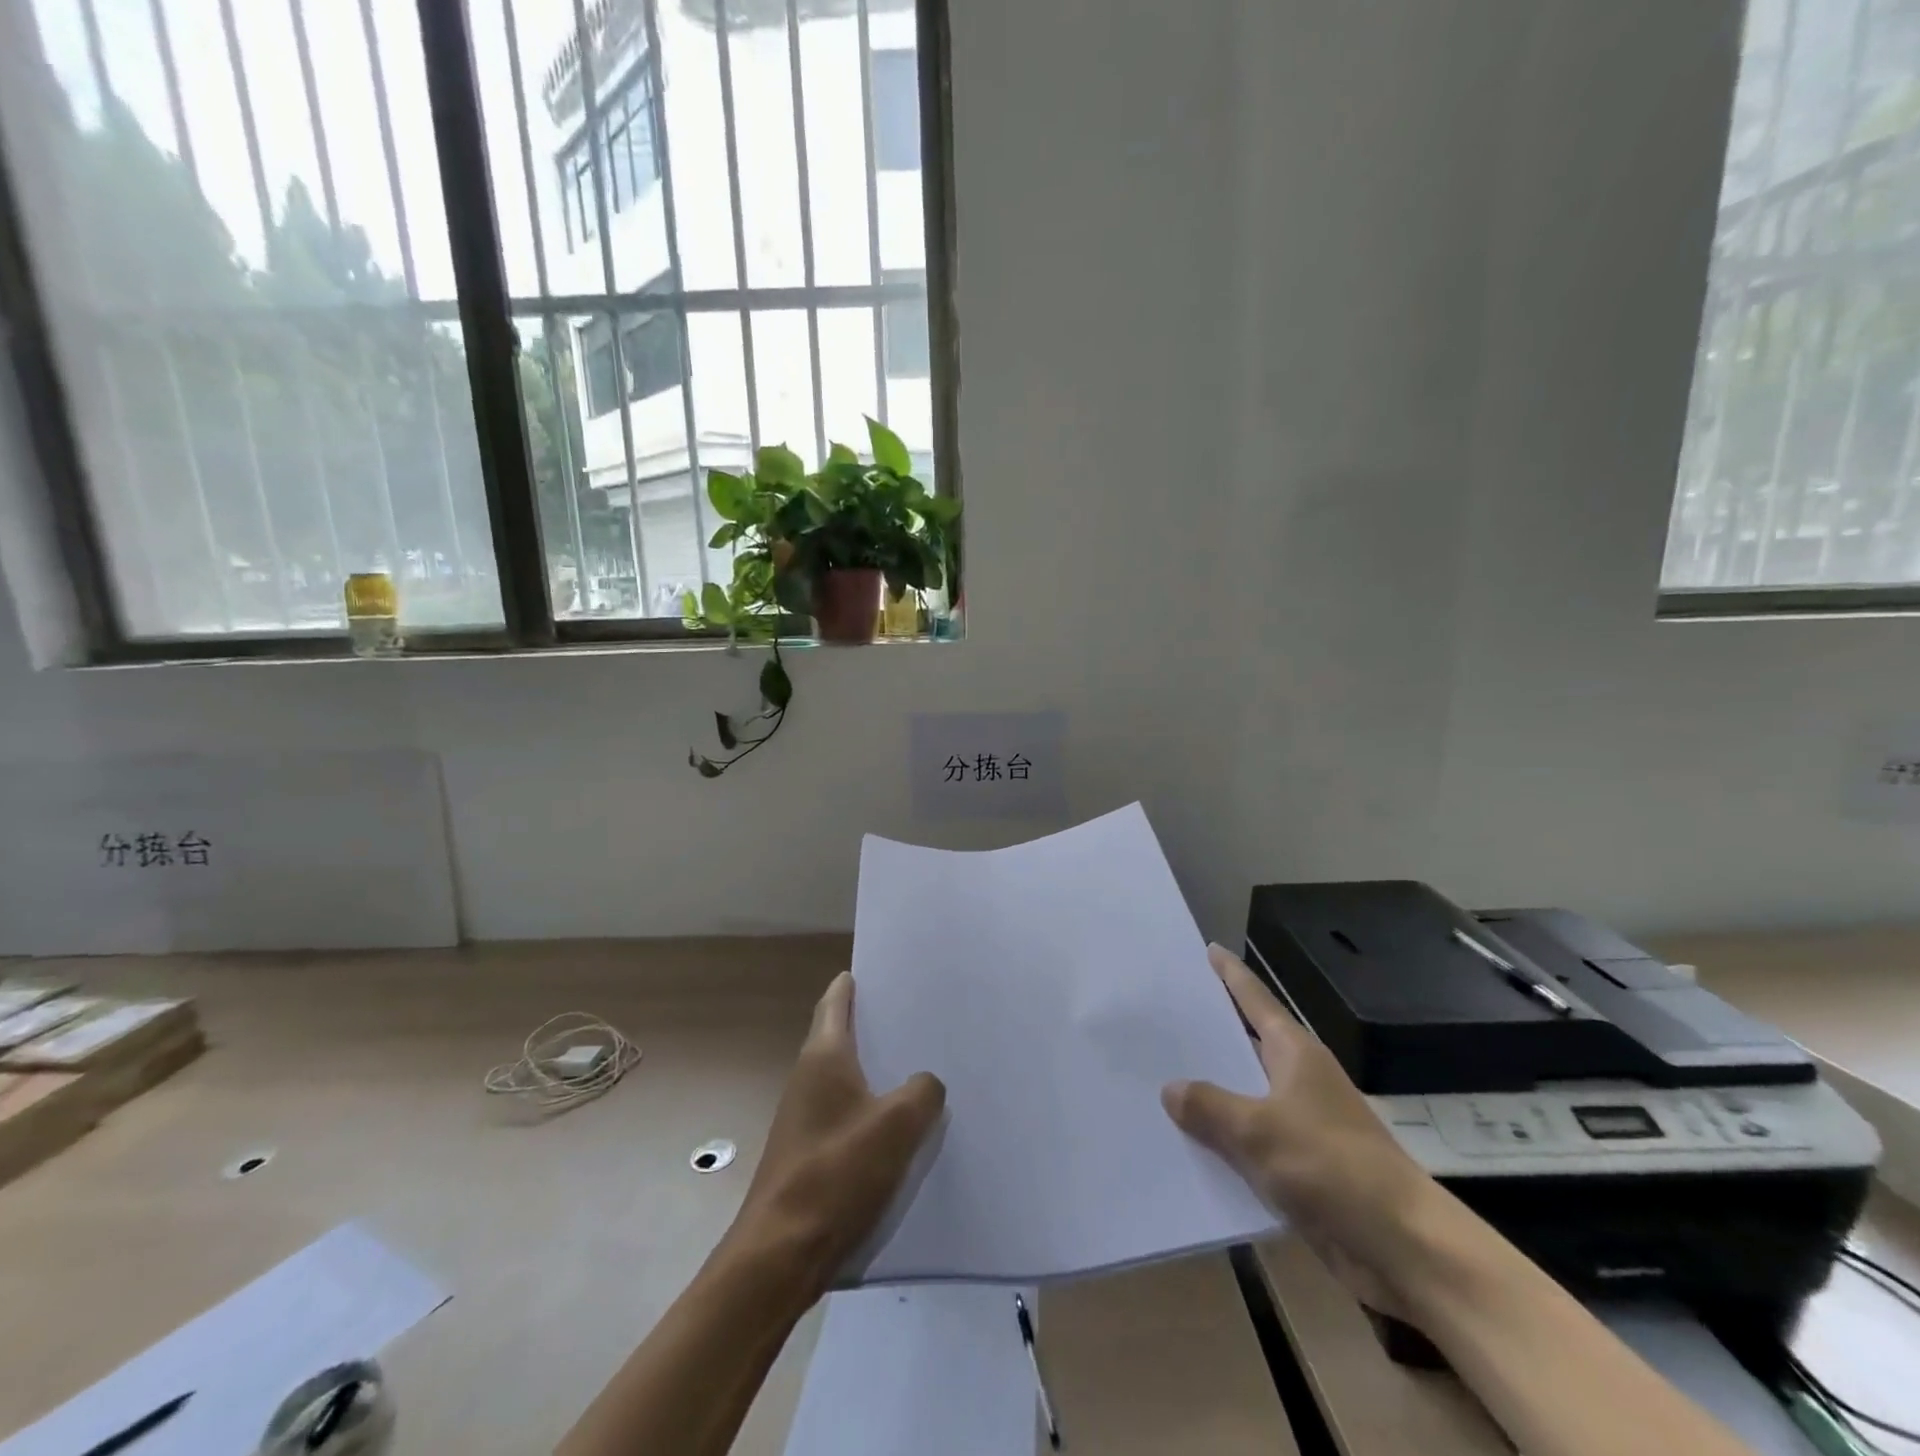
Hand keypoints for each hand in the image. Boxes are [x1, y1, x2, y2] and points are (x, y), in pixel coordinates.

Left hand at [726, 971, 945, 1298]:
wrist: (780, 1254)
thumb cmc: (835, 1173)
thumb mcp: (896, 1126)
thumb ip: (921, 1093)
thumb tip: (925, 1083)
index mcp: (823, 1057)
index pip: (835, 1002)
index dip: (852, 983)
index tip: (878, 969)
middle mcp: (808, 1078)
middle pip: (842, 1036)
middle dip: (875, 1024)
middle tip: (916, 1015)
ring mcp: (804, 1116)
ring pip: (846, 1077)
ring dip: (876, 1069)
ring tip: (918, 1065)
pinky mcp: (809, 1152)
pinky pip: (846, 1113)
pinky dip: (871, 1107)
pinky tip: (900, 1125)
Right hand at [1162, 944, 1439, 1319]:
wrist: (1404, 1248)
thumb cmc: (1332, 1167)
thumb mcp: (1258, 1130)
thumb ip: (1209, 1106)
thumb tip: (1171, 1088)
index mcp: (1295, 1053)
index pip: (1255, 1000)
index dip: (1231, 975)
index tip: (1208, 949)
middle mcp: (1299, 1080)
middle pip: (1246, 1045)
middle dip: (1208, 1035)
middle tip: (1161, 1018)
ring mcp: (1302, 1124)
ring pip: (1244, 1097)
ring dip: (1210, 1094)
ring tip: (1158, 1080)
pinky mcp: (1303, 1167)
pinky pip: (1251, 1143)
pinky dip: (1223, 1141)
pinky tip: (1187, 1146)